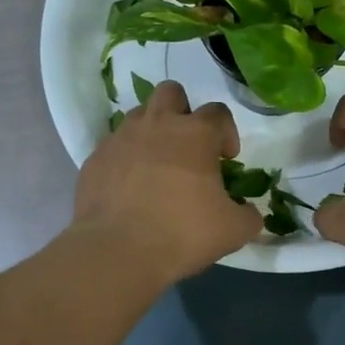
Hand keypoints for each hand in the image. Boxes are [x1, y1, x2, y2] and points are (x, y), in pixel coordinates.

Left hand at [73, 80, 262, 281]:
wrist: (118, 251)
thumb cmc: (183, 233)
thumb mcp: (233, 230)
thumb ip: (248, 215)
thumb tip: (249, 212)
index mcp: (195, 133)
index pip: (218, 113)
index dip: (227, 133)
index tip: (227, 159)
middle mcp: (157, 125)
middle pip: (171, 93)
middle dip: (183, 112)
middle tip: (188, 146)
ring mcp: (121, 139)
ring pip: (139, 116)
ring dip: (152, 132)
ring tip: (158, 166)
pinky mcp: (95, 159)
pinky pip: (114, 147)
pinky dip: (126, 159)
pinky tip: (130, 188)